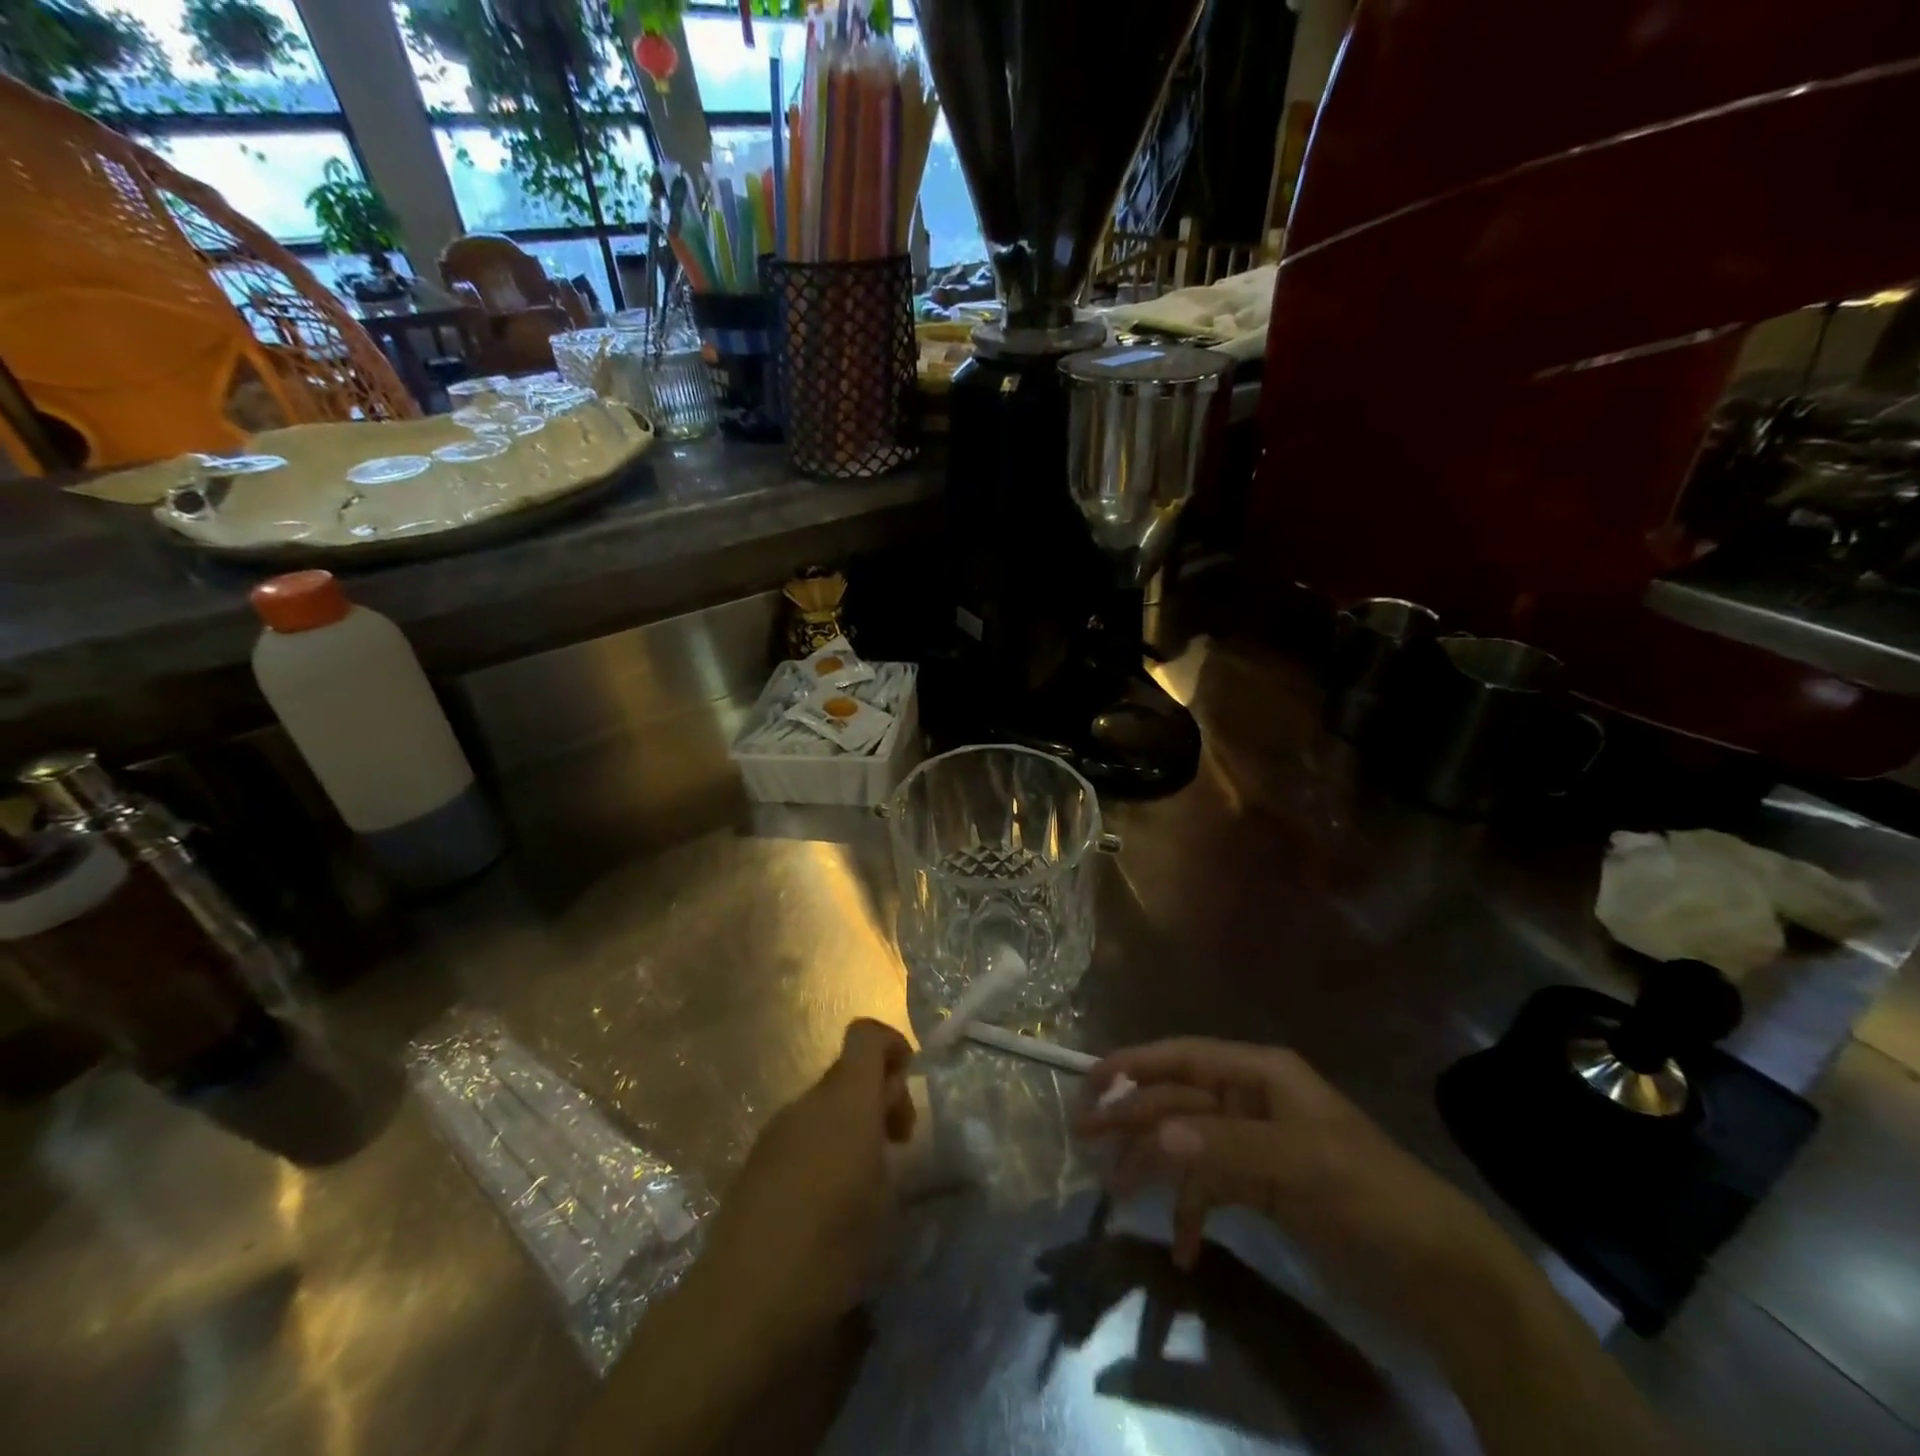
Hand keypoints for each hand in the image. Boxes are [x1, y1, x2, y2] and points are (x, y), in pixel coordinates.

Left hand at [691, 1018, 915, 1356]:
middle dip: (877, 1095)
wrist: (746, 1301)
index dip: (892, 1045)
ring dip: (850, 1124)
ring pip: (823, 1106)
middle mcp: (807, 1103)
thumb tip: (885, 1112)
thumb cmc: (833, 1245)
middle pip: (847, 1073)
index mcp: (845, 1099)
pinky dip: (823, 1148)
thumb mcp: (884, 1190)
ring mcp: (775, 1132)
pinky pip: (800, 1135)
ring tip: (865, 1181)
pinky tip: (828, 1203)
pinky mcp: (755, 1163)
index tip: (910, 1082)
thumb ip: (886, 1134)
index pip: (866, 1035)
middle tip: (897, 1145)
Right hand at [1075, 1038, 1534, 1325]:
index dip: (1133, 1063)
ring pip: (1186, 1142)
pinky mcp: (1261, 1185)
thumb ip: (1226, 1145)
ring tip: (1117, 1195)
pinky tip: (1183, 1249)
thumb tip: (1155, 1134)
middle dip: (1132, 1118)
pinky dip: (1191, 1212)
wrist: (1436, 1269)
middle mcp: (1250, 1099)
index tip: (1089, 1082)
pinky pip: (1210, 1187)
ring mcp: (1254, 1143)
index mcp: (1259, 1073)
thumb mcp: (1302, 1163)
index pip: (1182, 1057)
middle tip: (1084, 1142)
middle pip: (1176, 1099)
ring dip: (1153, 1166)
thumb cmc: (1369, 1193)